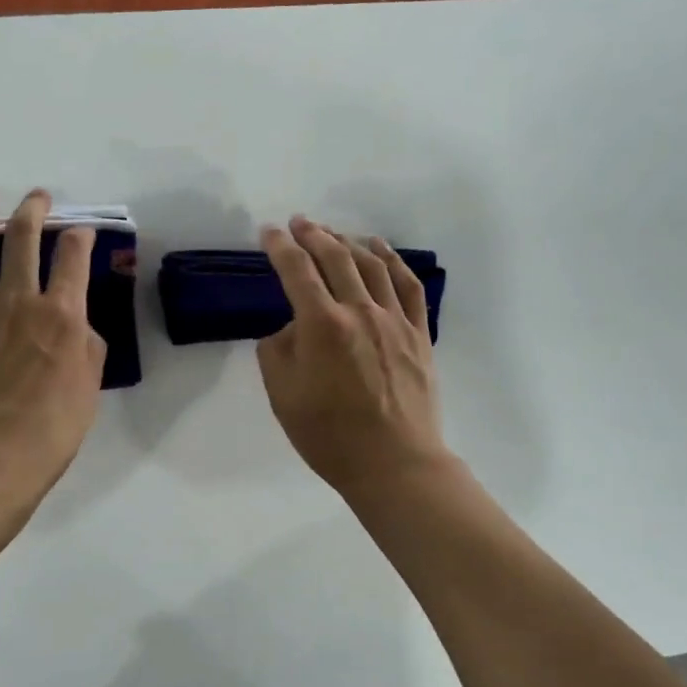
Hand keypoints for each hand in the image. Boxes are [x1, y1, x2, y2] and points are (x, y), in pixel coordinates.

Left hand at [0, 185, 106, 513]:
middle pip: (25, 239)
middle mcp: (19, 301)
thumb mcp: (90, 388)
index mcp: (62, 316)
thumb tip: (77, 325)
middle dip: (34, 211)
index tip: (82, 232)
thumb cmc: (51, 431)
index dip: (81, 237)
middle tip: (38, 197)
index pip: (73, 258)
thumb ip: (88, 347)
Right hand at [256, 217, 455, 498]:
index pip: (296, 272)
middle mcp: (359, 311)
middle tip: (299, 223)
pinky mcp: (418, 333)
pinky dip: (392, 261)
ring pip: (371, 265)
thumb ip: (278, 352)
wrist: (394, 463)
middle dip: (313, 234)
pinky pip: (407, 286)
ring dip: (348, 242)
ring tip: (333, 233)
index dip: (280, 247)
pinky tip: (380, 250)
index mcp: (322, 326)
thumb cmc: (329, 436)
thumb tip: (291, 328)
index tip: (268, 232)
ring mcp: (394, 320)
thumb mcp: (283, 396)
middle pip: (335, 258)